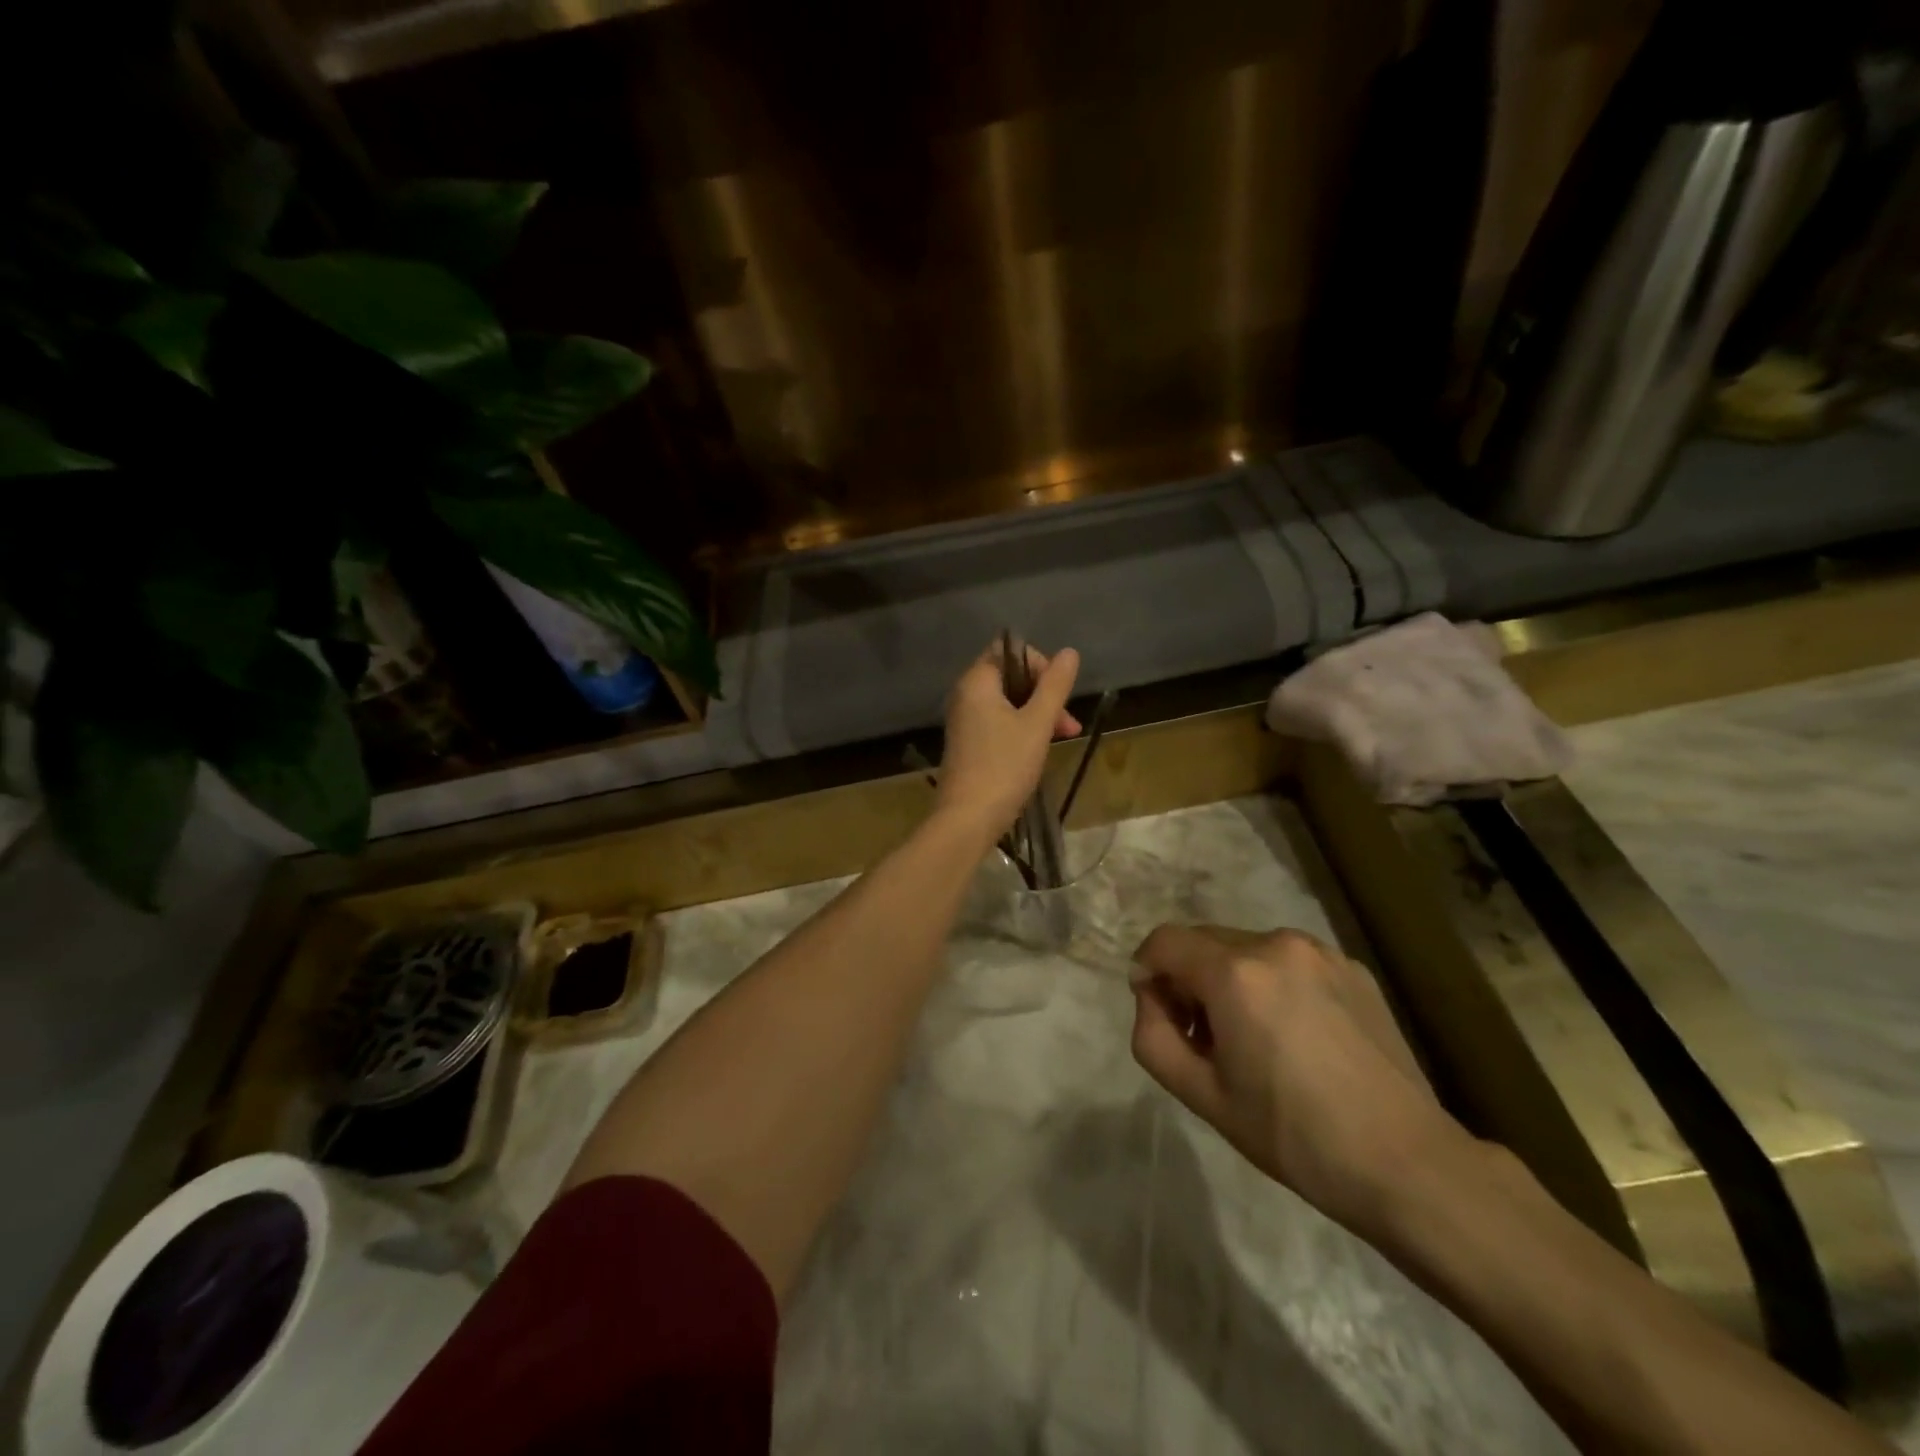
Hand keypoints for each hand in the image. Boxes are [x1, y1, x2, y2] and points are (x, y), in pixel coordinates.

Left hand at [936, 642, 1080, 841]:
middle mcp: (965, 695)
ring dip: (1038, 714)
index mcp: (977, 681)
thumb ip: (1055, 686)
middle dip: (1044, 694)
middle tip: (1068, 723)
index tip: (1057, 692)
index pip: (1008, 650)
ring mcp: (964, 721)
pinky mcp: (968, 744)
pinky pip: (999, 723)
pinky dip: (1022, 729)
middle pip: (1011, 678)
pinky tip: (1040, 750)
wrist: (967, 819)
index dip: (1038, 664)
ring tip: (1064, 738)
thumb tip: (1069, 652)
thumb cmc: (1004, 766)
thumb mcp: (1037, 724)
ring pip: (1008, 703)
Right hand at [1130, 925, 1470, 1237]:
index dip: (1147, 971)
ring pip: (1247, 949)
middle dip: (1189, 978)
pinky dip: (1273, 984)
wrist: (1406, 1163)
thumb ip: (1153, 1035)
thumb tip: (1151, 996)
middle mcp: (1275, 944)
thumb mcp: (1201, 1095)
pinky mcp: (1352, 968)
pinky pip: (1289, 962)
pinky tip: (1296, 1037)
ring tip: (1253, 1038)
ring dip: (1231, 980)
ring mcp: (1320, 952)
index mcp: (1235, 972)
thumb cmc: (1292, 1134)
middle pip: (1204, 942)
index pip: (1164, 942)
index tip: (1158, 1013)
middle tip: (1203, 1037)